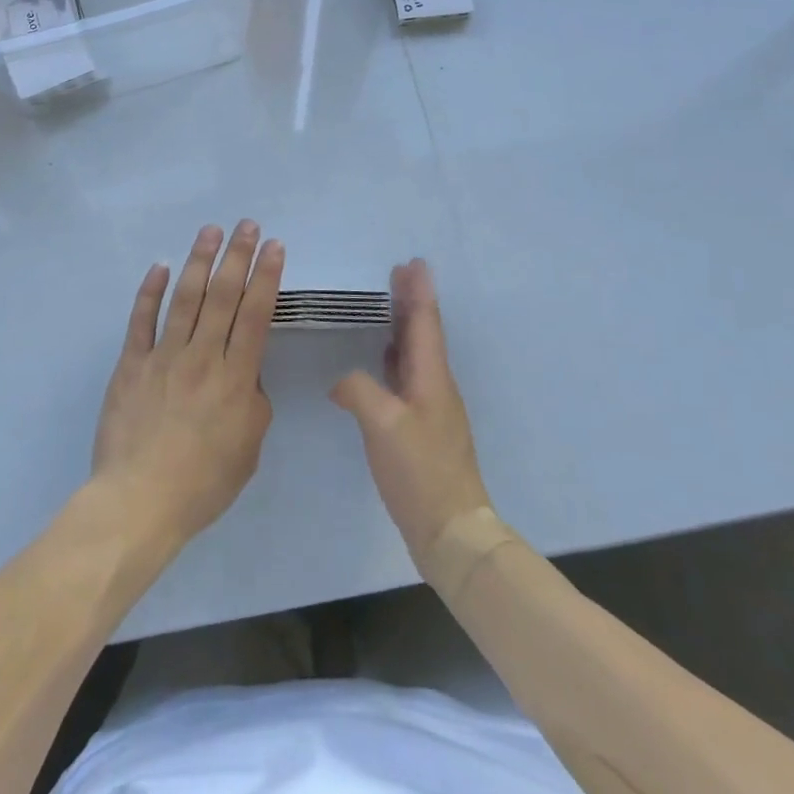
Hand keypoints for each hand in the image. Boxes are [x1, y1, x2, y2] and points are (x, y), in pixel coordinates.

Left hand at [92, 221, 283, 549]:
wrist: (139, 502)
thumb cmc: (203, 483)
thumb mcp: (249, 448)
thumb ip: (253, 402)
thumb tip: (246, 372)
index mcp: (235, 379)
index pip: (255, 315)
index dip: (266, 276)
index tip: (274, 246)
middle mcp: (201, 358)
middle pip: (223, 296)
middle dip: (237, 256)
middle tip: (247, 225)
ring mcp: (163, 357)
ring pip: (185, 298)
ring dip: (199, 261)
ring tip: (211, 231)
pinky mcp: (131, 364)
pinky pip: (141, 320)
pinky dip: (151, 291)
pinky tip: (161, 266)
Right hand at [331, 259, 492, 570]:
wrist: (451, 531)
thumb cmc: (420, 471)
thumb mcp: (383, 424)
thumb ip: (358, 390)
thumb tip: (342, 382)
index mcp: (431, 377)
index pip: (425, 322)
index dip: (419, 291)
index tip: (413, 262)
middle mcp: (436, 385)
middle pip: (423, 332)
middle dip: (411, 301)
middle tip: (398, 272)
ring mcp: (432, 408)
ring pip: (416, 353)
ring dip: (404, 325)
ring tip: (389, 305)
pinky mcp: (423, 428)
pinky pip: (408, 375)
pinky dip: (396, 356)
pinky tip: (383, 360)